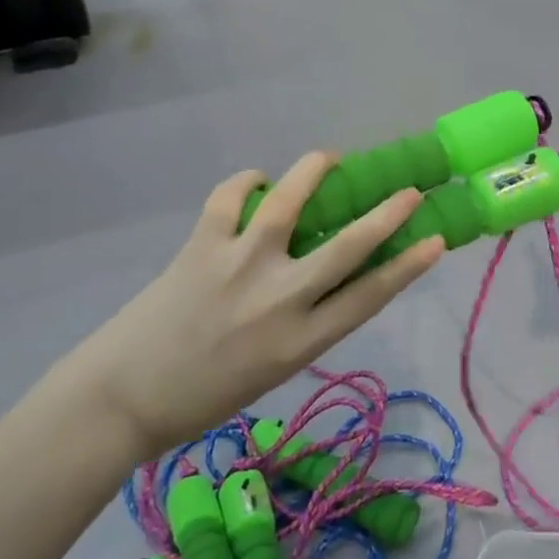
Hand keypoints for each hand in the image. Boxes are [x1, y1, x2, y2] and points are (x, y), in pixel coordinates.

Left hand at [53, 154, 443, 456]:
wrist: (122, 400)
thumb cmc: (204, 396)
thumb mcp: (273, 369)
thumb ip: (305, 323)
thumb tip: (327, 274)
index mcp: (301, 342)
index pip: (370, 296)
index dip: (408, 266)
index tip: (436, 240)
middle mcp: (280, 299)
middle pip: (348, 247)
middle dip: (387, 214)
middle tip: (409, 192)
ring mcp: (240, 266)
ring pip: (289, 203)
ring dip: (315, 171)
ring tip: (331, 158)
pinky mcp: (202, 246)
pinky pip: (229, 198)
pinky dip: (246, 181)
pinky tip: (256, 180)